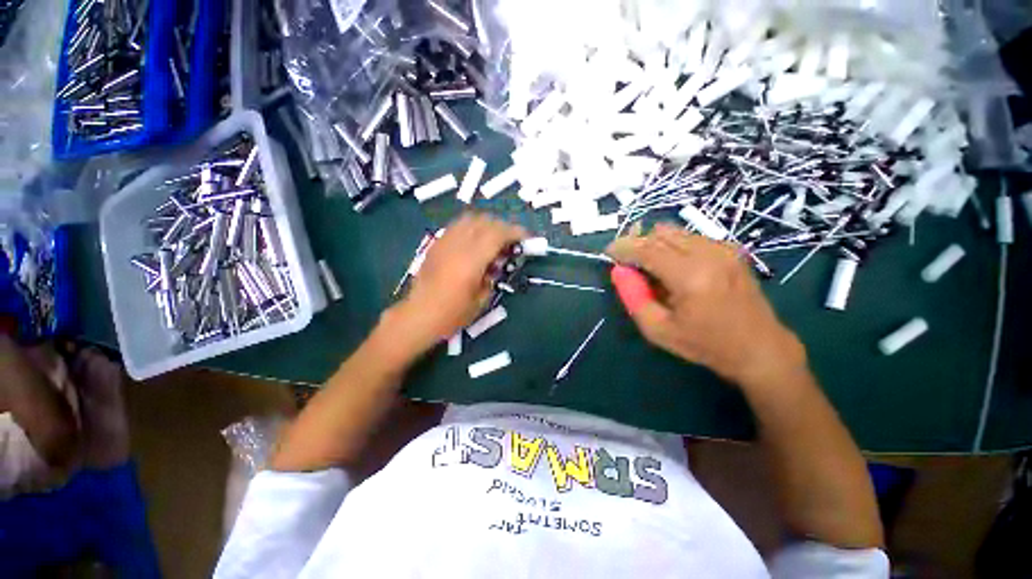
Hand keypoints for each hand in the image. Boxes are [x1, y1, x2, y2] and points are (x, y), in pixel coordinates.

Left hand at [380, 213, 526, 359]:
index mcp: (471, 261)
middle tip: (512, 240)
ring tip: (494, 238)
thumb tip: (497, 262)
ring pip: (470, 219)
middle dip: (503, 227)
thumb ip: (492, 276)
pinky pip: (458, 225)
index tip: (526, 237)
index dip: (515, 232)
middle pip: (485, 222)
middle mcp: (457, 246)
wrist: (418, 315)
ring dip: (487, 224)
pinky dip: (472, 227)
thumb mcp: (481, 300)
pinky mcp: (436, 244)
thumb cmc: (452, 314)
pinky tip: (475, 240)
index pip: (497, 234)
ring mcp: (444, 242)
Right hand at [606, 224, 805, 388]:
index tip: (609, 253)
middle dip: (637, 243)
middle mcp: (709, 254)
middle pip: (659, 233)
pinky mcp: (730, 249)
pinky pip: (689, 236)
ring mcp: (723, 248)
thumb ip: (633, 297)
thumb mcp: (658, 330)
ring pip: (674, 231)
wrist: (759, 347)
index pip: (647, 249)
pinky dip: (672, 246)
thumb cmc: (705, 344)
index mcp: (691, 277)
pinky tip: (673, 266)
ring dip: (654, 244)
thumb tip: (619, 271)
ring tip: (650, 266)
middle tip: (627, 261)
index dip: (623, 248)